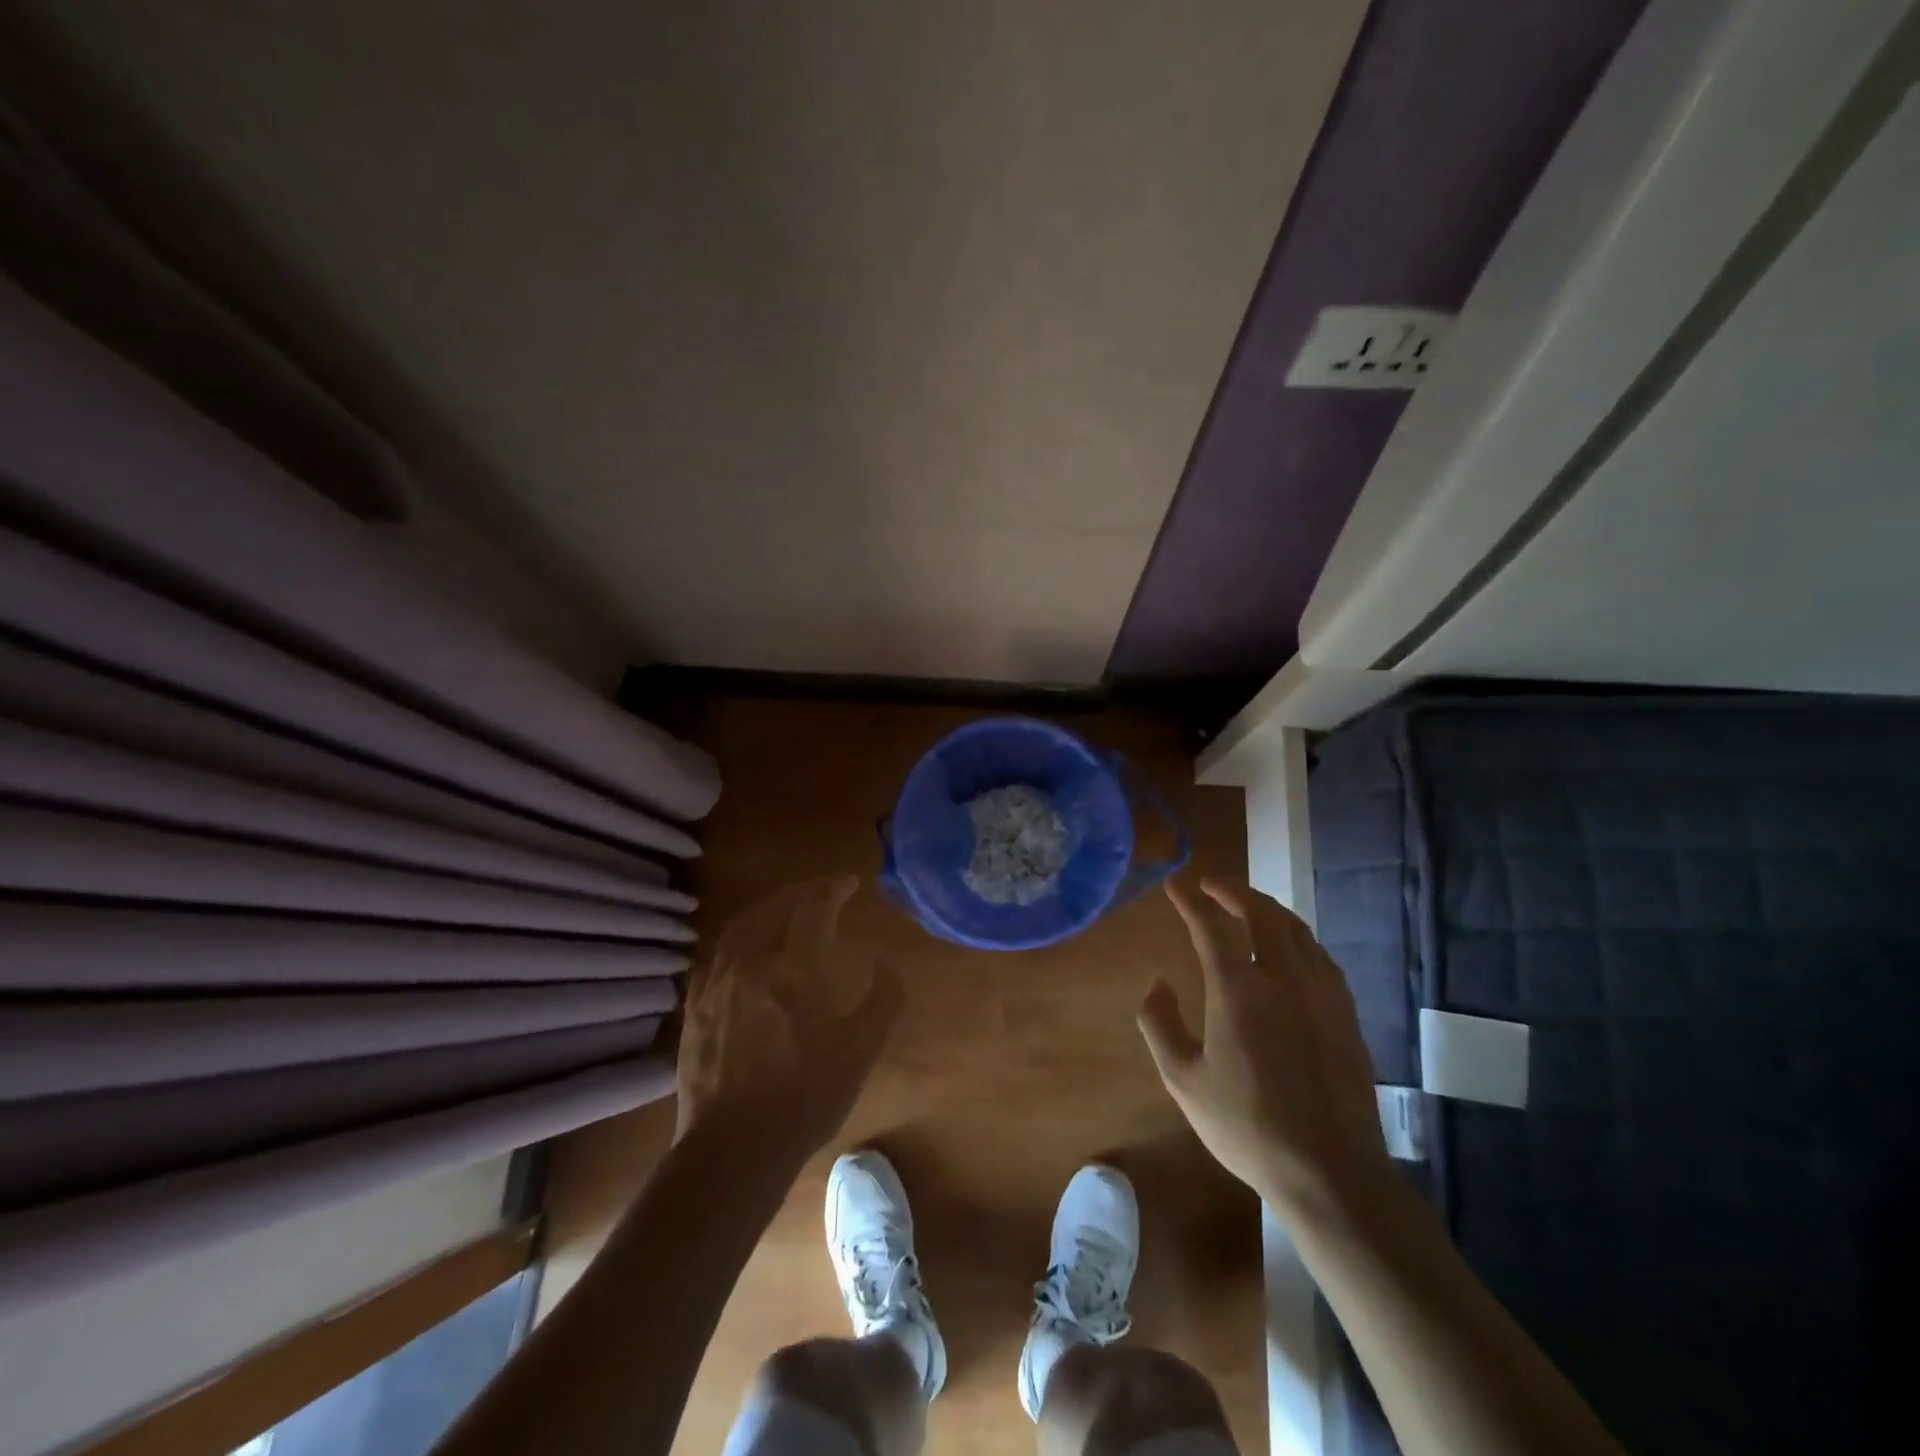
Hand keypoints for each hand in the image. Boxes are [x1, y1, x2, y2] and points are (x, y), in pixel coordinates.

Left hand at [675, 876, 903, 1163]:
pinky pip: (718, 951)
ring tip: (787, 908)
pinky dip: (740, 935)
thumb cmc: (805, 1098)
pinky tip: (749, 946)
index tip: (850, 883)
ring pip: (741, 925)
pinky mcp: (696, 1005)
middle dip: (802, 891)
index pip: (814, 907)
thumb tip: (885, 960)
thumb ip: (883, 998)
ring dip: (768, 907)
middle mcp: (751, 963)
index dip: (833, 888)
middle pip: (774, 907)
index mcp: (794, 969)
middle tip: (823, 890)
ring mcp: (717, 982)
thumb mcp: (861, 1051)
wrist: (734, 1148)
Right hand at [1139, 876, 1389, 1211]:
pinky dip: (1297, 936)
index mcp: (1238, 991)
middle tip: (1212, 884)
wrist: (1329, 1171)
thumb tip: (1157, 984)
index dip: (1189, 900)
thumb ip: (1159, 1024)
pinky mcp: (1346, 1012)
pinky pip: (1320, 955)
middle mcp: (1283, 978)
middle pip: (1261, 913)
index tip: (1175, 884)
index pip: (1210, 926)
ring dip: (1268, 908)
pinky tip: (1290, 948)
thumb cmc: (1247, 1127)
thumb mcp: (1183, 1080)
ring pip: (1296, 929)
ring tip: (1248, 905)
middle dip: (1233, 890)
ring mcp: (1322, 993)